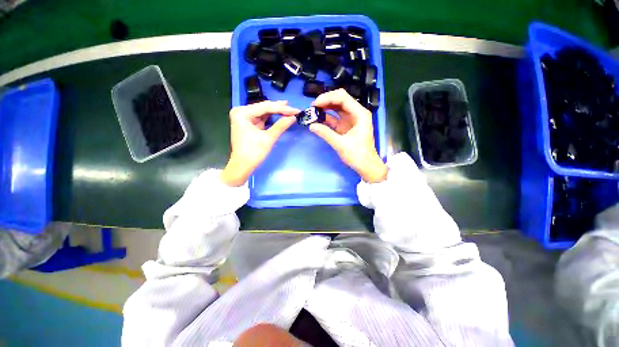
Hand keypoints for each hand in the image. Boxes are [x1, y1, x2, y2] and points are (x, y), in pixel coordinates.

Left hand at [221, 101, 298, 186]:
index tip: (295, 110)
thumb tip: (293, 117)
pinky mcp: (249, 123)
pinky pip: (262, 117)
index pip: (265, 107)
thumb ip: (280, 126)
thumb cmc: (253, 152)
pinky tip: (281, 114)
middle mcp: (242, 112)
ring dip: (277, 111)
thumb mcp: (268, 138)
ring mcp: (244, 117)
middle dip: (279, 108)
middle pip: (264, 107)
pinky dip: (272, 117)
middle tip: (294, 109)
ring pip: (264, 111)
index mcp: (242, 113)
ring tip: (290, 109)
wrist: (243, 165)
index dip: (282, 108)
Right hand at [310, 89, 387, 182]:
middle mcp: (356, 113)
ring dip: (325, 108)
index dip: (327, 98)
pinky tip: (317, 119)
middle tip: (312, 108)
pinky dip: (326, 118)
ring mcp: (350, 119)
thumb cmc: (358, 155)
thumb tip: (311, 126)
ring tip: (313, 112)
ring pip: (336, 108)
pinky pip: (335, 118)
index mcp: (359, 114)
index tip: (315, 104)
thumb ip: (326, 134)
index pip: (342, 98)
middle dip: (325, 101)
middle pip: (339, 100)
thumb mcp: (341, 144)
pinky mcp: (345, 126)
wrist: (366, 166)